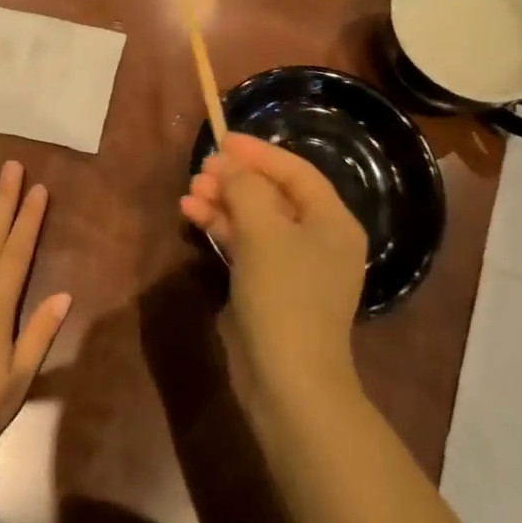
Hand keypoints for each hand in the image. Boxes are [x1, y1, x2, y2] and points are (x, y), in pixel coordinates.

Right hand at [180, 133, 367, 410]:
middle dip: (236, 179)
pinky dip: (223, 230)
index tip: (222, 139)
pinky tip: (193, 217)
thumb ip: (245, 187)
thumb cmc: (284, 295)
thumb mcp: (263, 231)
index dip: (258, 152)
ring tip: (189, 193)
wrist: (288, 382)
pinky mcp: (271, 289)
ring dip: (224, 203)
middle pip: (274, 194)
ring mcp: (295, 267)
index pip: (295, 171)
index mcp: (332, 221)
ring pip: (256, 220)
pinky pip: (247, 246)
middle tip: (200, 170)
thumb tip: (228, 165)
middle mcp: (319, 239)